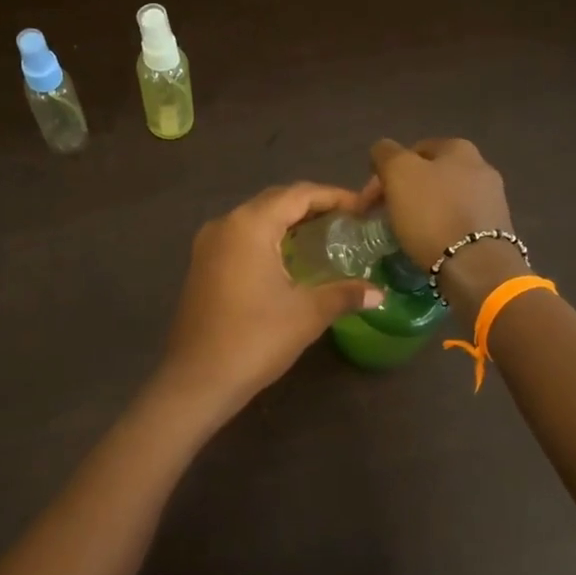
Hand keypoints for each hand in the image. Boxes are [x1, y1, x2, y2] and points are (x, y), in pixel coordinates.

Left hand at [157, 183, 384, 415]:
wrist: (197, 380)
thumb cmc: (255, 339)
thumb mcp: (307, 314)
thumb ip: (344, 294)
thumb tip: (378, 293)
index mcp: (250, 225)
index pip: (298, 194)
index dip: (334, 197)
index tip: (362, 209)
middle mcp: (225, 224)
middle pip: (275, 201)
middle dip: (312, 206)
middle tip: (347, 222)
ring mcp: (208, 244)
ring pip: (255, 218)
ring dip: (289, 222)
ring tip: (324, 238)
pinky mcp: (202, 265)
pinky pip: (241, 237)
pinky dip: (268, 238)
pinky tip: (289, 260)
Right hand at [364, 138, 513, 268]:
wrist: (476, 266)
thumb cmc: (433, 214)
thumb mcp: (399, 173)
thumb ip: (386, 153)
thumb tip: (382, 150)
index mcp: (459, 148)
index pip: (412, 151)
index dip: (386, 173)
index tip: (370, 201)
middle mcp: (481, 167)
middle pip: (429, 176)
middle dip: (404, 192)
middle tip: (383, 216)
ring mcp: (492, 199)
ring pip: (443, 200)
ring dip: (421, 212)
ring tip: (404, 233)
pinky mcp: (494, 230)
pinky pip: (457, 222)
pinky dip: (440, 230)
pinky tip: (429, 245)